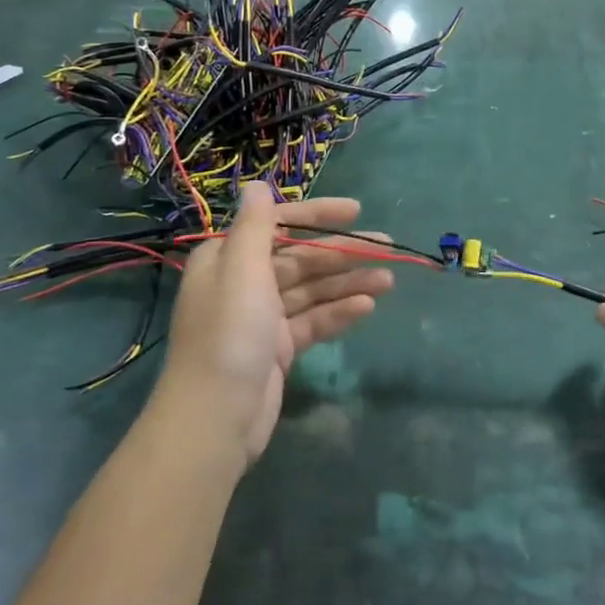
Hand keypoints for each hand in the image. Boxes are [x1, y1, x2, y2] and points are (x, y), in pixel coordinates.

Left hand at [158, 185, 392, 465]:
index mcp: (228, 259)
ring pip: (312, 290)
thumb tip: (257, 185)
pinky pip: (313, 321)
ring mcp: (262, 318)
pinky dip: (338, 313)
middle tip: (387, 247)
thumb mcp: (241, 270)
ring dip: (349, 283)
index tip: (355, 211)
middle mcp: (244, 283)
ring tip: (388, 281)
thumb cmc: (229, 334)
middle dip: (342, 252)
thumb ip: (255, 226)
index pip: (278, 225)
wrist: (215, 419)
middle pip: (301, 258)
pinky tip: (367, 308)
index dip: (317, 215)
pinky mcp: (278, 349)